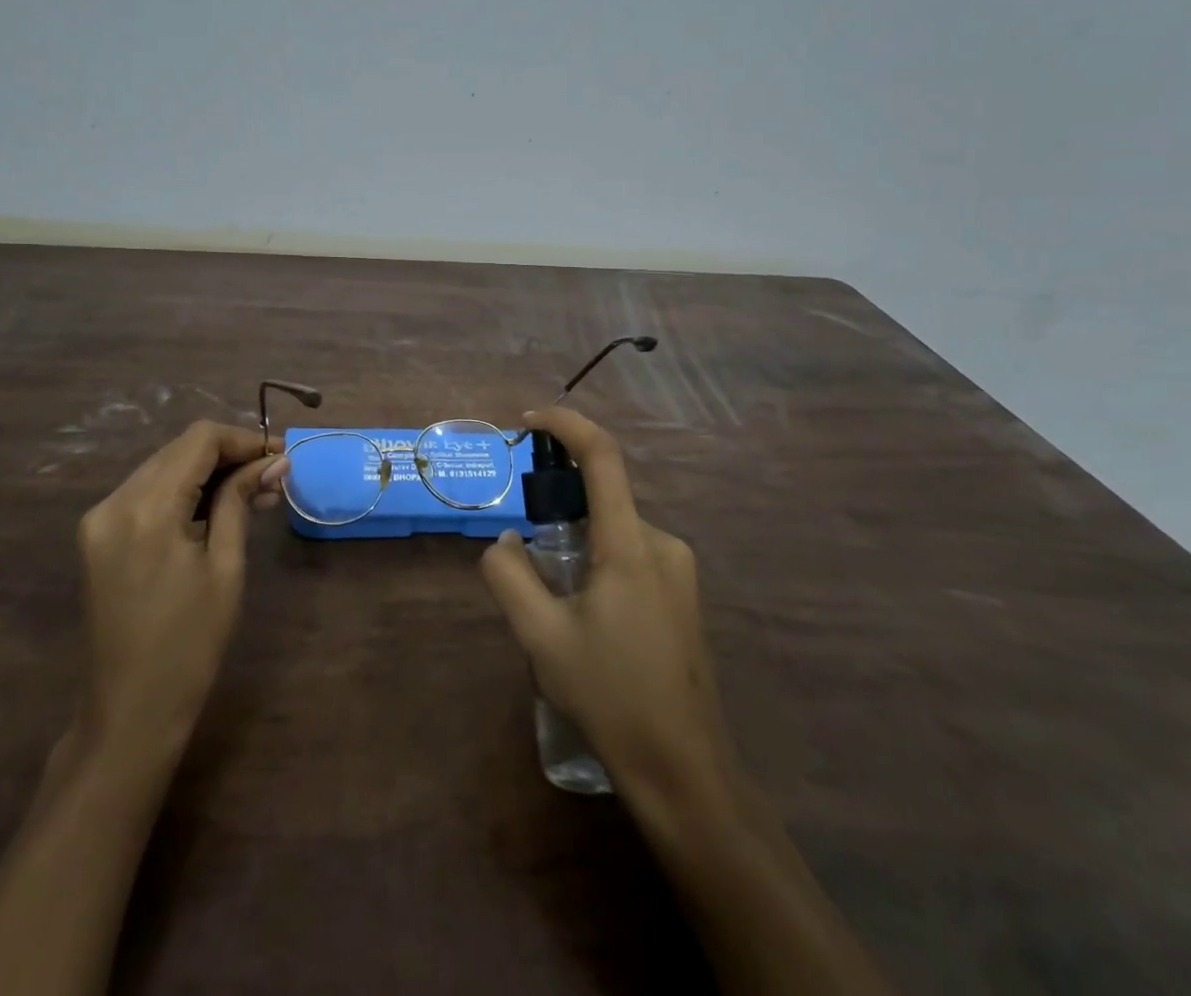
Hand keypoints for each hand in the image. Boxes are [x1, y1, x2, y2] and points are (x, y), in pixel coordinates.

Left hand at [69, 421, 286, 768]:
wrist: (130, 710)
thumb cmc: (190, 643)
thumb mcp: (226, 566)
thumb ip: (242, 501)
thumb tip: (275, 461)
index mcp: (147, 509)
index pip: (199, 440)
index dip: (244, 439)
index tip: (280, 458)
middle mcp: (114, 501)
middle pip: (179, 449)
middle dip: (228, 454)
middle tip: (272, 476)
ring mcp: (99, 518)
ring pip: (163, 466)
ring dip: (207, 471)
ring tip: (252, 493)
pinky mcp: (97, 535)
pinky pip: (146, 492)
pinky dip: (182, 490)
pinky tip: (214, 508)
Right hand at [480, 407, 736, 807]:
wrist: (684, 770)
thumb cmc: (611, 697)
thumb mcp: (541, 637)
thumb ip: (509, 576)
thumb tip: (505, 542)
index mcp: (630, 545)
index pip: (603, 458)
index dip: (567, 424)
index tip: (529, 421)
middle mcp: (662, 543)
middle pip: (603, 498)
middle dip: (559, 507)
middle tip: (527, 554)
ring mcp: (678, 570)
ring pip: (614, 530)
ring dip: (577, 543)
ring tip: (555, 604)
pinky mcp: (683, 594)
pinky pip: (631, 554)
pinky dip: (598, 561)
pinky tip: (586, 618)